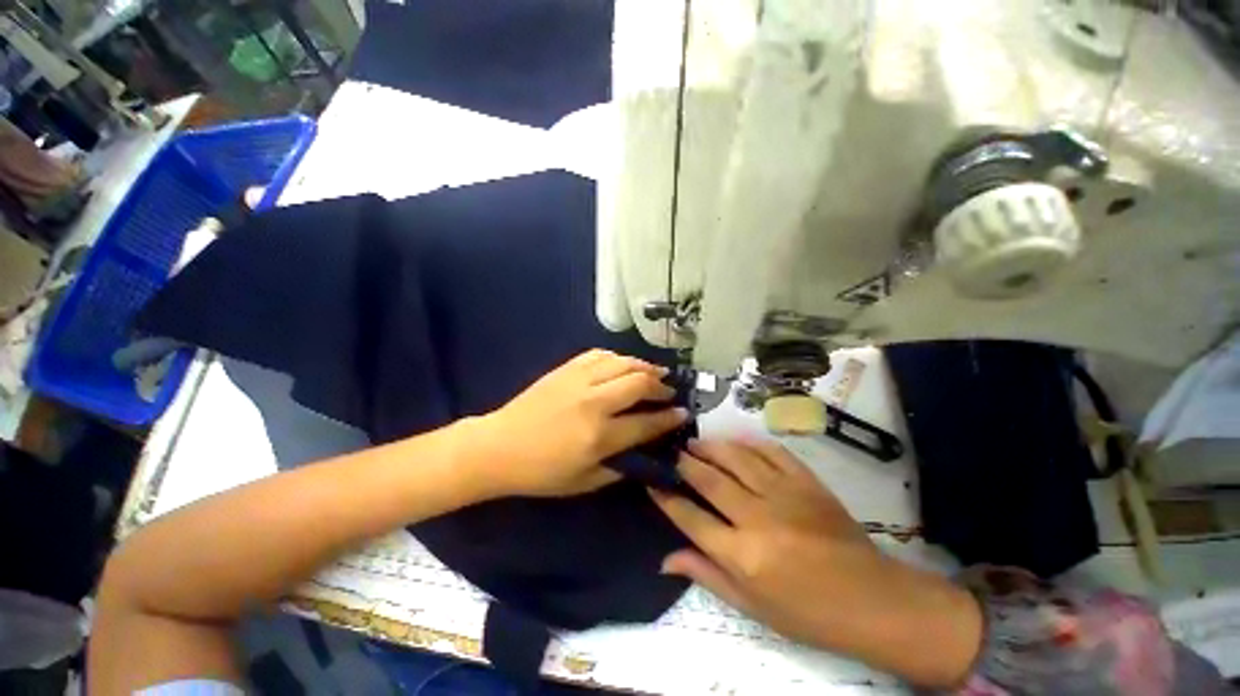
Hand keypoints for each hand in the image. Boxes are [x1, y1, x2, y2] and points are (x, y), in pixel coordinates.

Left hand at [469, 349, 688, 497]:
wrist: (499, 446)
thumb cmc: (541, 472)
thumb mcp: (584, 482)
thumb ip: (619, 467)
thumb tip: (643, 453)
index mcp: (599, 436)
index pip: (646, 422)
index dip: (669, 417)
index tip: (683, 413)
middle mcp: (594, 403)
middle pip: (639, 383)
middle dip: (661, 386)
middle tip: (669, 391)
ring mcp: (578, 380)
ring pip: (622, 363)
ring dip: (644, 366)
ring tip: (655, 372)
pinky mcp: (566, 369)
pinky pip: (599, 354)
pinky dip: (618, 357)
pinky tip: (623, 364)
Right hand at [652, 439, 981, 687]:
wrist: (872, 600)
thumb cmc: (807, 613)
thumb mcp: (752, 607)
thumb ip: (707, 575)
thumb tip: (665, 558)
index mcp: (742, 556)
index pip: (690, 517)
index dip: (665, 497)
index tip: (650, 480)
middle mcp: (757, 518)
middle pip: (709, 480)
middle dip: (684, 463)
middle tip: (672, 453)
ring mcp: (784, 495)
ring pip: (736, 458)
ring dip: (711, 447)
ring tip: (696, 443)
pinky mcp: (806, 482)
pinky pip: (771, 452)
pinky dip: (749, 443)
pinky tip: (736, 442)